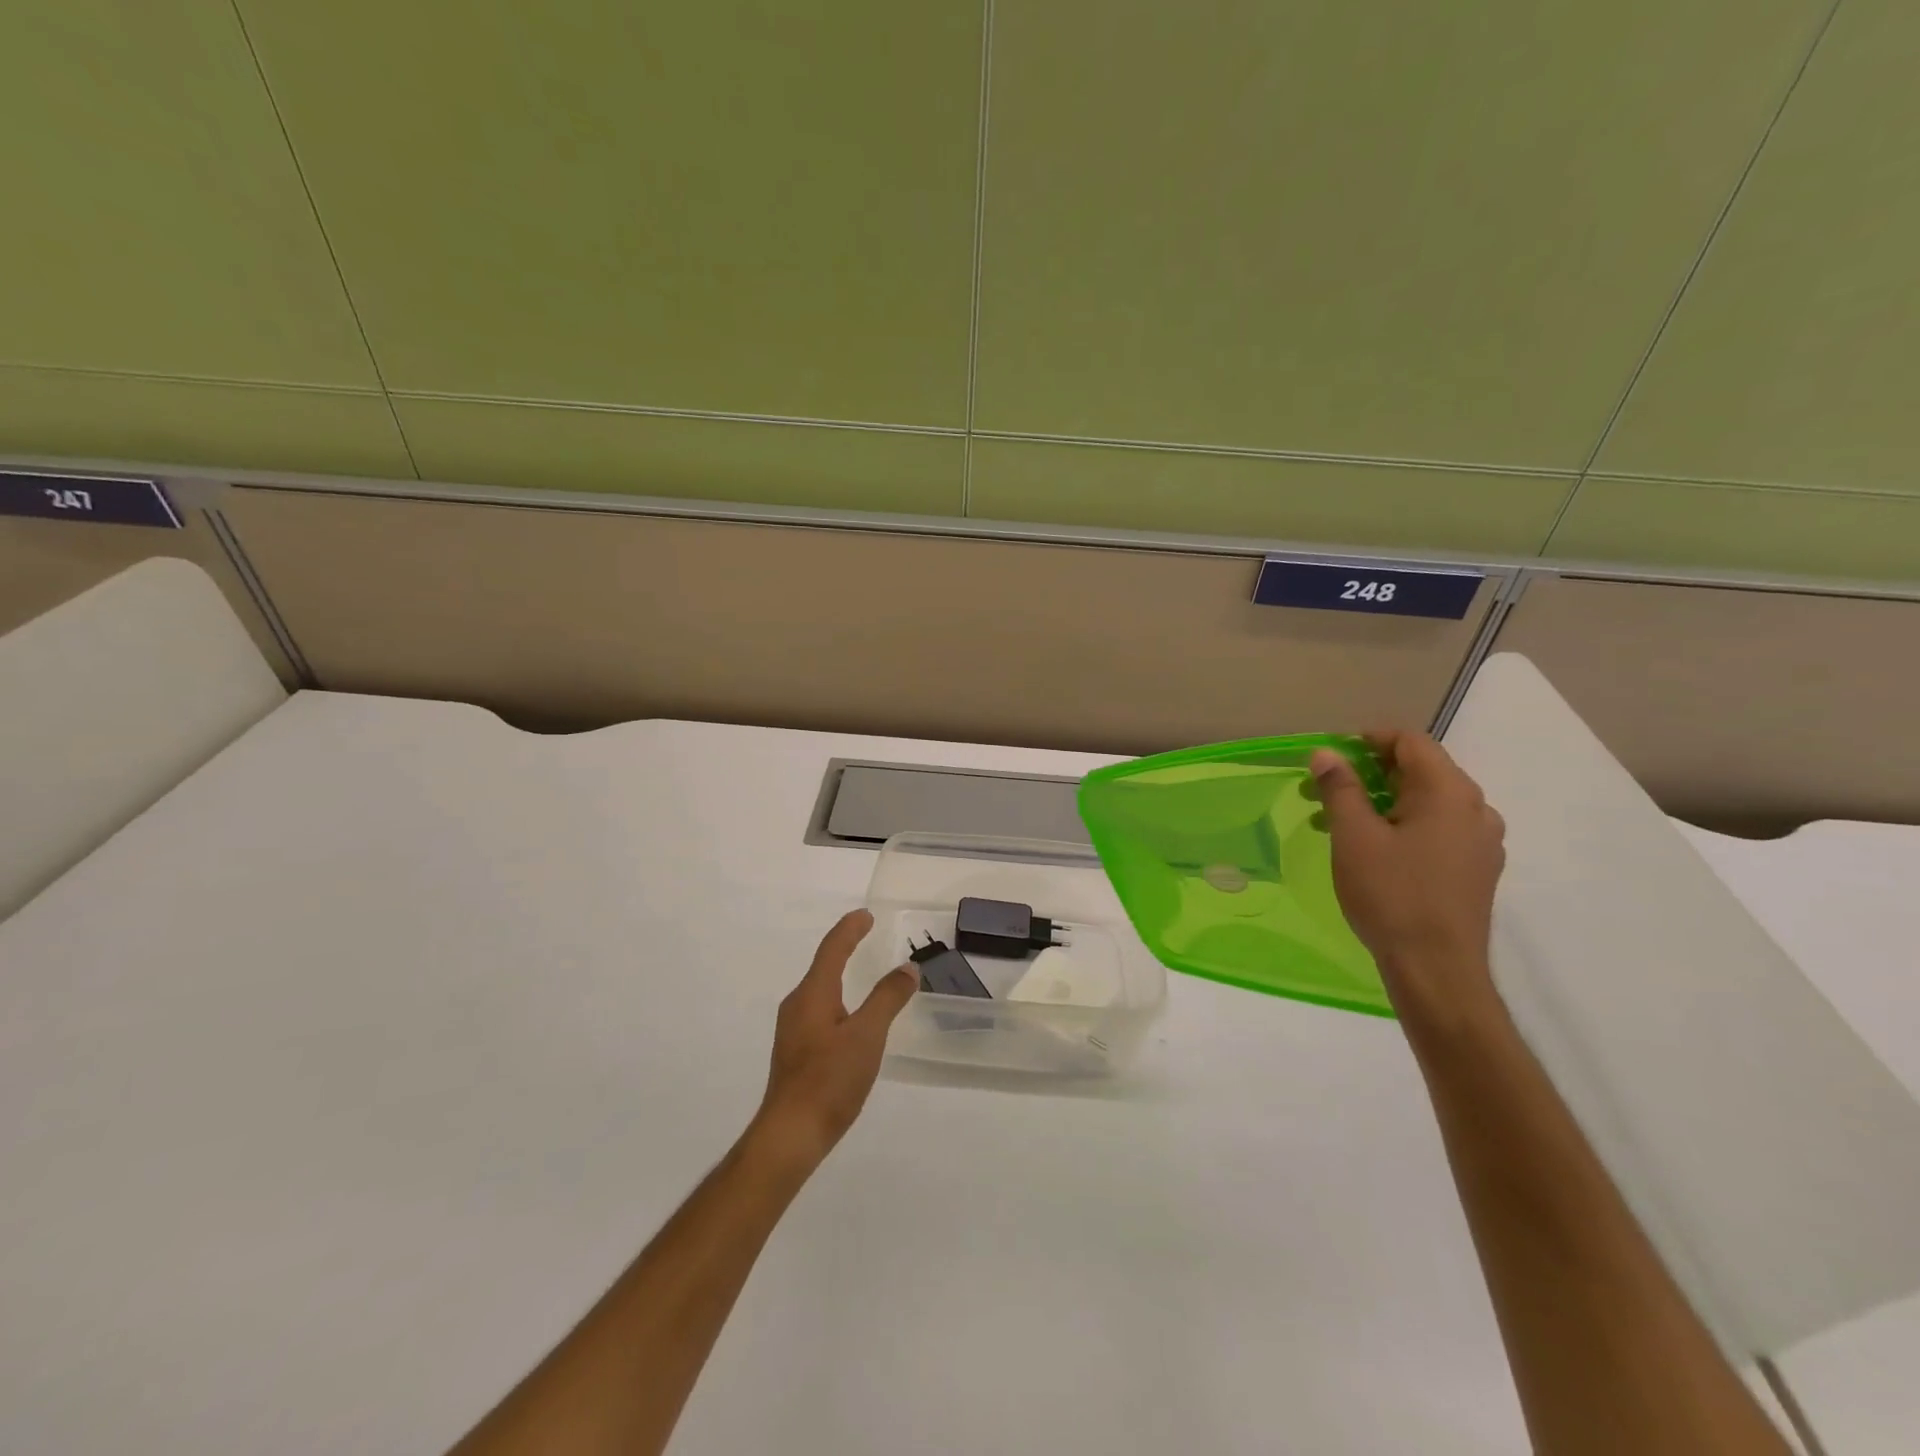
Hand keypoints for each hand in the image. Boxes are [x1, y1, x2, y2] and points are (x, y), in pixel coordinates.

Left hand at [753, 910, 915, 1166]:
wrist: (790, 1134)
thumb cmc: (830, 1080)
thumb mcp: (868, 1036)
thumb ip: (888, 998)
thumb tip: (907, 967)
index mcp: (813, 993)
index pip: (832, 949)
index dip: (850, 929)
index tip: (866, 915)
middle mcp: (798, 1004)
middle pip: (822, 965)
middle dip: (844, 946)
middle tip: (866, 934)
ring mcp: (793, 1029)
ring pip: (819, 989)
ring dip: (839, 972)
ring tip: (859, 969)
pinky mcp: (795, 1051)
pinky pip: (818, 1009)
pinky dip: (836, 997)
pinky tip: (848, 1015)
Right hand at [1309, 731, 1505, 1017]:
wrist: (1437, 969)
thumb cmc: (1391, 894)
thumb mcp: (1354, 837)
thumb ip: (1341, 788)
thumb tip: (1327, 754)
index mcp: (1449, 792)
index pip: (1411, 742)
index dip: (1368, 740)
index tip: (1330, 757)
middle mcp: (1475, 809)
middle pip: (1421, 770)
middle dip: (1369, 774)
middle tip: (1324, 790)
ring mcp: (1481, 842)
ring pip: (1428, 803)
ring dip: (1383, 802)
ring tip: (1339, 823)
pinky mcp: (1477, 869)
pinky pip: (1438, 829)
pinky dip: (1403, 826)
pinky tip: (1373, 850)